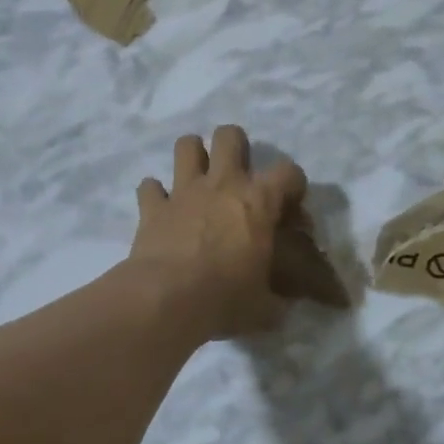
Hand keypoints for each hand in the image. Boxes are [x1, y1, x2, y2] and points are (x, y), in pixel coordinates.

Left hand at [130, 127, 308, 340]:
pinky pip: (149, 186)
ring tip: (197, 178)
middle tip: (236, 174)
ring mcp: (183, 191)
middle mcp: (222, 184)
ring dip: (192, 156)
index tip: (290, 206)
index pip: (289, 172)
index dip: (293, 185)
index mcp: (258, 202)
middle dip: (235, 146)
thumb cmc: (225, 298)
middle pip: (229, 136)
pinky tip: (160, 208)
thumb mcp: (264, 308)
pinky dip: (155, 194)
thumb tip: (283, 307)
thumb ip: (277, 300)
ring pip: (186, 145)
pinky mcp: (152, 206)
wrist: (167, 299)